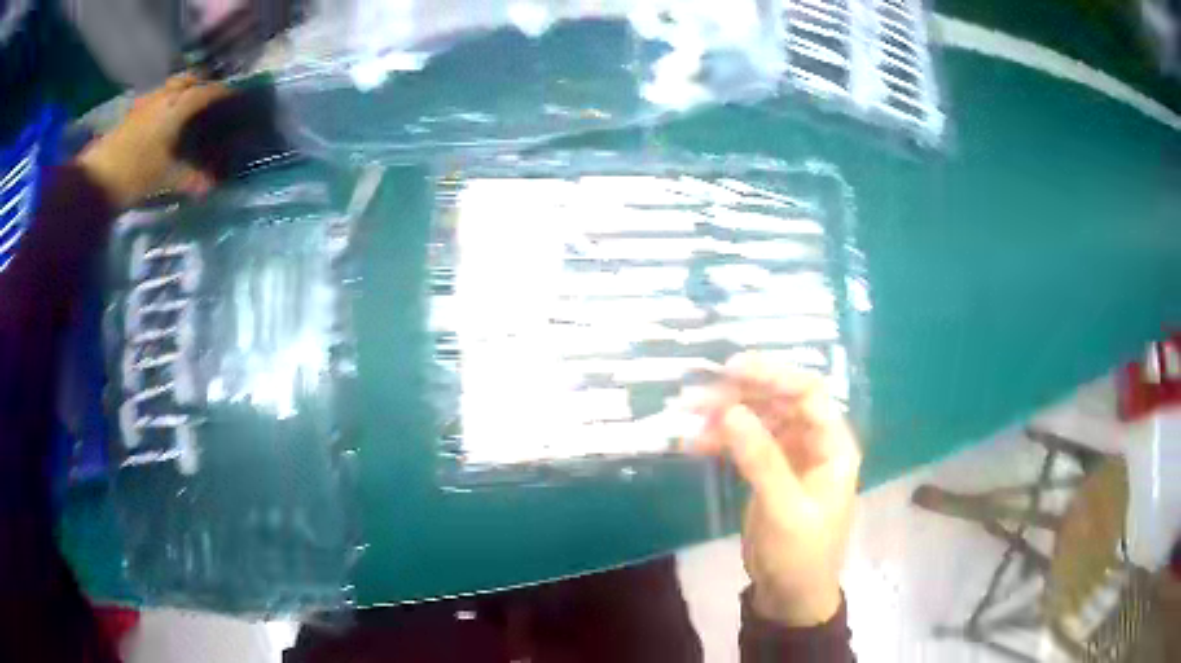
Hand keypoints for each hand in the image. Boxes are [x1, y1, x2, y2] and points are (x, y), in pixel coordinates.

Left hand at [77, 74, 228, 207]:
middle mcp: (163, 96)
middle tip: (208, 99)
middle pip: (187, 80)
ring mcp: (145, 103)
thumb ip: (190, 178)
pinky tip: (162, 120)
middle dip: (200, 85)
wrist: (96, 180)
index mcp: (177, 105)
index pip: (207, 91)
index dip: (222, 92)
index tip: (234, 96)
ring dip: (180, 92)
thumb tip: (211, 186)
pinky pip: (155, 100)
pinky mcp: (131, 114)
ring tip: (185, 108)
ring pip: (169, 88)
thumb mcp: (165, 178)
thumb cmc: (135, 173)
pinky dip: (163, 104)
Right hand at [685, 352, 860, 626]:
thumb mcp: (784, 509)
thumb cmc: (800, 553)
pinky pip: (744, 444)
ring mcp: (789, 457)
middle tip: (700, 394)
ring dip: (726, 415)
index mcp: (833, 446)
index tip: (731, 369)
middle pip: (779, 402)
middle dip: (742, 394)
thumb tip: (729, 411)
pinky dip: (720, 440)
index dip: (773, 375)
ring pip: (758, 420)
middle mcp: (814, 443)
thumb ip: (761, 459)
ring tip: (689, 415)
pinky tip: (693, 442)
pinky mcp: (768, 472)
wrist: (790, 595)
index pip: (808, 394)